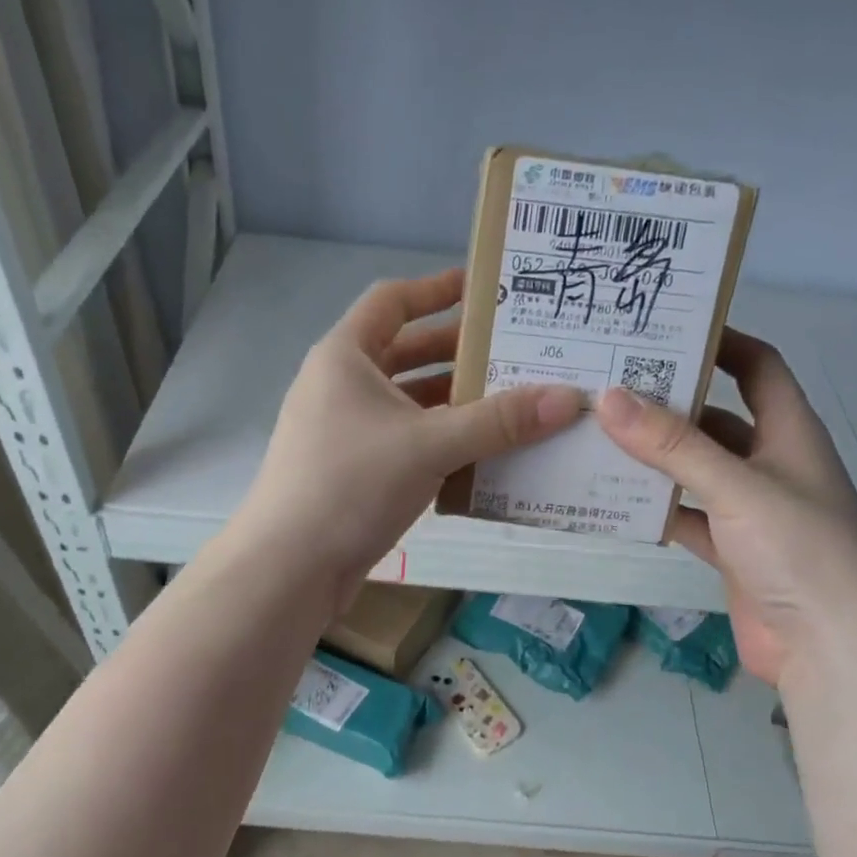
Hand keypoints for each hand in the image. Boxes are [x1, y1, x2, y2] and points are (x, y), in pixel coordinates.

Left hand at [234, 269, 582, 607]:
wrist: (288, 567)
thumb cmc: (351, 485)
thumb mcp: (430, 445)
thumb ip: (499, 422)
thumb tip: (568, 398)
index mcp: (345, 357)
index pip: (393, 301)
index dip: (438, 289)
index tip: (486, 289)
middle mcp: (340, 387)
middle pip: (405, 354)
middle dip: (459, 354)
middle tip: (515, 354)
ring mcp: (343, 432)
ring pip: (407, 405)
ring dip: (454, 405)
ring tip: (511, 406)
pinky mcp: (351, 473)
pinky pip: (404, 444)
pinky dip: (439, 444)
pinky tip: (481, 456)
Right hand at [597, 328, 856, 685]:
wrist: (828, 646)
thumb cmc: (798, 550)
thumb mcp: (736, 487)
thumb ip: (673, 446)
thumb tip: (610, 398)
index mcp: (789, 431)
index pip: (758, 367)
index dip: (721, 342)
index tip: (665, 330)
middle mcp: (770, 463)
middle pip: (715, 419)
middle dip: (669, 404)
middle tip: (609, 387)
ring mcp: (749, 509)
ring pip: (695, 470)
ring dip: (655, 459)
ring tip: (597, 438)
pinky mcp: (731, 549)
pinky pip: (686, 516)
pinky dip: (656, 509)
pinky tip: (613, 501)